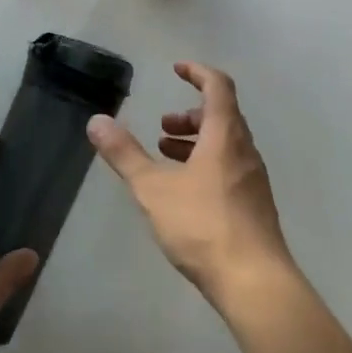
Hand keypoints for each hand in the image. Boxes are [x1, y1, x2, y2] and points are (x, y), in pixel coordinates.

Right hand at [88, 62, 293, 310]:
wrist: (254, 283)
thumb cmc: (203, 226)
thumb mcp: (153, 188)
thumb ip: (124, 154)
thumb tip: (97, 121)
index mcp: (225, 135)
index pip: (218, 86)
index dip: (197, 72)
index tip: (176, 69)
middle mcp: (245, 151)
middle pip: (222, 116)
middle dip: (189, 115)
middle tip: (161, 129)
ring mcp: (253, 180)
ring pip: (225, 144)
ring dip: (196, 142)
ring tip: (166, 157)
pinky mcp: (254, 206)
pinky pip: (229, 168)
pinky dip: (206, 164)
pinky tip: (185, 193)